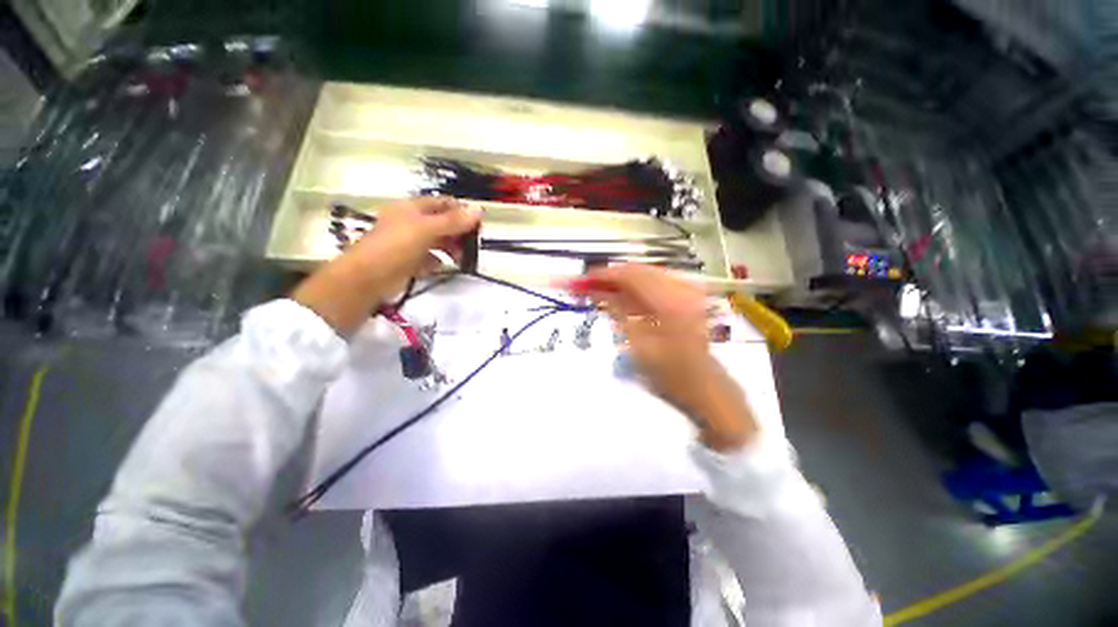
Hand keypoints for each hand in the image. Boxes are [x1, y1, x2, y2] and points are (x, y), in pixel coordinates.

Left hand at [292, 197, 479, 334]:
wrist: (367, 279)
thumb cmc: (396, 247)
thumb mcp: (426, 230)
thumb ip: (453, 221)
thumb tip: (479, 210)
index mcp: (412, 208)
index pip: (443, 203)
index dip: (461, 211)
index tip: (478, 225)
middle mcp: (411, 222)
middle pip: (442, 223)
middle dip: (458, 233)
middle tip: (472, 245)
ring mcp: (408, 242)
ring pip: (437, 241)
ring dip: (451, 248)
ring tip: (461, 259)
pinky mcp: (408, 261)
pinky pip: (429, 258)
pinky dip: (437, 261)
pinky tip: (442, 267)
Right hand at [568, 264, 756, 450]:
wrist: (706, 389)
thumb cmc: (670, 375)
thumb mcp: (637, 345)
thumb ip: (616, 311)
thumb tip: (594, 290)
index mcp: (669, 301)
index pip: (629, 274)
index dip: (602, 275)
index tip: (579, 281)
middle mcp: (681, 288)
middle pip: (637, 270)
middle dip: (609, 276)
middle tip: (585, 286)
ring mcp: (687, 290)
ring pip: (645, 275)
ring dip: (621, 282)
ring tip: (598, 291)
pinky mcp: (687, 296)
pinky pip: (655, 283)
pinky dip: (635, 288)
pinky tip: (621, 298)